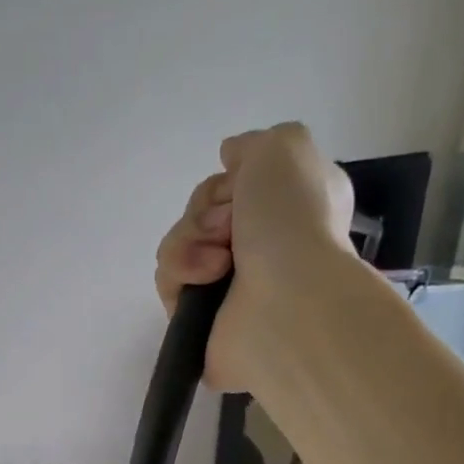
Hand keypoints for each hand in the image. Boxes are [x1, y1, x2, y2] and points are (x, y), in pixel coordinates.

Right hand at [154, 123, 357, 391]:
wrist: (286, 303)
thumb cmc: (294, 223)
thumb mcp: (285, 148)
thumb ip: (253, 143)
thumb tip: (229, 156)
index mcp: (287, 208)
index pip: (234, 183)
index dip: (229, 181)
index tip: (241, 186)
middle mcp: (258, 246)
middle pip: (201, 212)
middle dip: (206, 211)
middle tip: (229, 228)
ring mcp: (227, 286)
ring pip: (180, 244)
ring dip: (191, 240)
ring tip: (220, 262)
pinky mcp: (199, 320)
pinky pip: (169, 281)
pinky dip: (181, 273)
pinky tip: (206, 280)